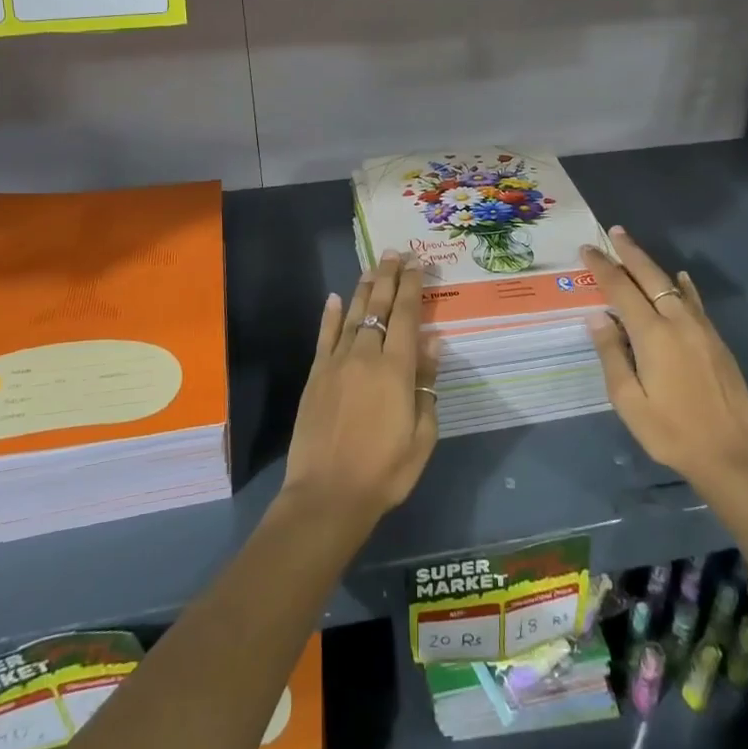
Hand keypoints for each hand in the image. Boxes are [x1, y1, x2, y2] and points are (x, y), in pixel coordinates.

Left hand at [281, 252, 440, 529]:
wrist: (327, 495)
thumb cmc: (385, 471)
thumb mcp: (422, 435)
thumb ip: (427, 386)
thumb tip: (432, 344)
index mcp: (396, 369)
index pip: (407, 316)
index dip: (413, 287)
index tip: (418, 264)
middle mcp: (366, 356)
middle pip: (379, 307)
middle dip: (389, 277)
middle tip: (394, 253)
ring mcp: (336, 363)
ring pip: (352, 315)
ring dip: (364, 288)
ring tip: (373, 267)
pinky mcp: (315, 375)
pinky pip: (324, 337)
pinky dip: (330, 315)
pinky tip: (334, 298)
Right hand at [584, 228, 747, 544]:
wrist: (732, 455)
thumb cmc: (671, 432)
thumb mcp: (628, 401)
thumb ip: (612, 354)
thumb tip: (598, 317)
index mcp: (652, 335)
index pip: (621, 289)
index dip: (602, 267)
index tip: (587, 249)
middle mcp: (678, 322)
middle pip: (650, 277)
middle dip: (629, 253)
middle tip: (613, 232)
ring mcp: (701, 329)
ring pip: (673, 285)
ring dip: (652, 265)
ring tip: (635, 249)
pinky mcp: (716, 341)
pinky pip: (695, 302)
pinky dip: (684, 286)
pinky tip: (681, 279)